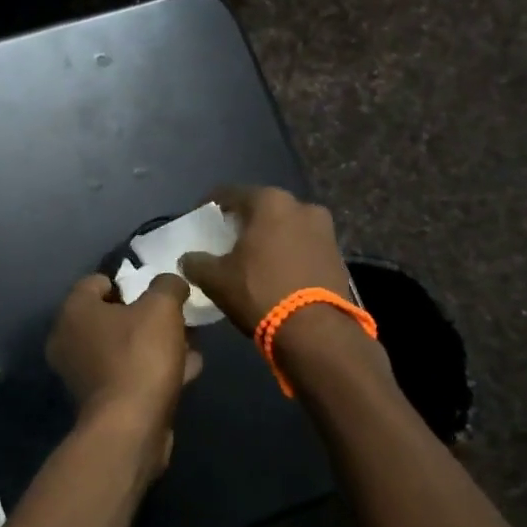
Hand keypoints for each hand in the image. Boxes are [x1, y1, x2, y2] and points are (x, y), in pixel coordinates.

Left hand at [44, 272, 201, 474]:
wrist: (129, 428)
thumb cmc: (139, 356)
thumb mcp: (162, 308)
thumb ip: (167, 286)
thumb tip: (171, 282)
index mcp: (73, 310)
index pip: (96, 282)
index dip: (128, 281)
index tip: (156, 290)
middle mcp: (68, 339)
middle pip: (111, 316)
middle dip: (146, 315)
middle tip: (176, 317)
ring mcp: (81, 373)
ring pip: (123, 347)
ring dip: (155, 344)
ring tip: (190, 344)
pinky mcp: (99, 401)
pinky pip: (128, 374)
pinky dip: (152, 370)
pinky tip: (187, 371)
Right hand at [178, 185, 348, 335]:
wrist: (316, 332)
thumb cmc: (260, 292)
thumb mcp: (216, 279)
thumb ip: (196, 263)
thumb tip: (188, 259)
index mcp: (269, 202)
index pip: (230, 193)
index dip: (210, 205)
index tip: (199, 219)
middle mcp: (301, 206)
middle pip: (262, 207)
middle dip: (243, 220)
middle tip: (225, 238)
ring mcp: (325, 230)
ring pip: (286, 226)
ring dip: (268, 236)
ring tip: (251, 257)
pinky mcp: (338, 256)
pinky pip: (303, 245)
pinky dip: (287, 252)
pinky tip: (275, 271)